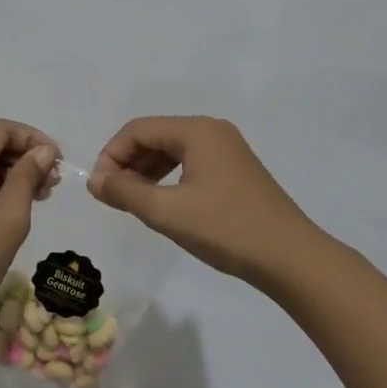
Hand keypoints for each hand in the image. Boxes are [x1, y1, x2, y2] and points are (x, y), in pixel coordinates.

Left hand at [0, 119, 60, 336]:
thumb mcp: (10, 216)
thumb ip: (27, 176)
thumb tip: (42, 151)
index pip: (3, 129)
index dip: (34, 139)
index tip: (59, 163)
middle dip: (24, 155)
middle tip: (52, 183)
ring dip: (10, 171)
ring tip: (40, 196)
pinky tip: (12, 206)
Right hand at [87, 116, 313, 282]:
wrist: (291, 258)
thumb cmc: (226, 229)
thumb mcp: (167, 212)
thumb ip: (125, 192)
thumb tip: (94, 181)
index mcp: (197, 130)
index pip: (138, 129)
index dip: (111, 155)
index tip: (99, 188)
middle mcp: (212, 131)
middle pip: (155, 136)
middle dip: (128, 163)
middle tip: (112, 197)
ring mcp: (227, 150)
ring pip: (172, 151)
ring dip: (146, 172)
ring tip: (132, 202)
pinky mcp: (235, 171)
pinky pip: (190, 163)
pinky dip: (168, 178)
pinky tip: (162, 203)